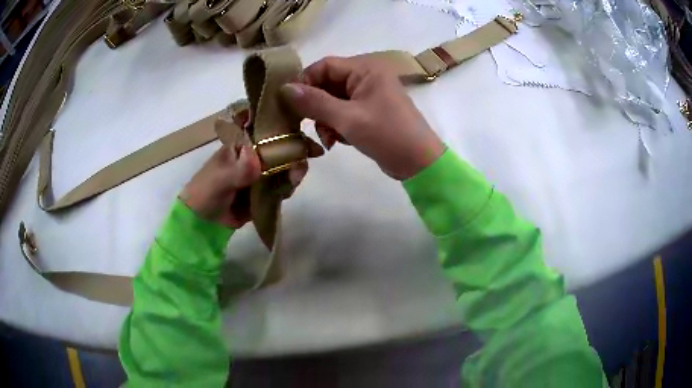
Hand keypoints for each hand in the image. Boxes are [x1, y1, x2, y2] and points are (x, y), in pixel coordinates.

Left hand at [180, 115, 310, 228]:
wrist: (204, 221)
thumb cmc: (206, 191)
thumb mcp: (219, 179)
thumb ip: (238, 171)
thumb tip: (256, 159)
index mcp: (243, 143)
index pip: (266, 126)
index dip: (285, 125)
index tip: (301, 129)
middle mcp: (256, 153)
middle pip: (282, 145)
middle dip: (296, 149)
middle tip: (307, 158)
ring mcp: (263, 172)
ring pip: (286, 165)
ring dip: (294, 170)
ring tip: (294, 179)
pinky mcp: (267, 189)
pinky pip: (283, 185)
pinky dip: (288, 187)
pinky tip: (286, 191)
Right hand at [280, 55, 443, 179]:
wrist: (418, 163)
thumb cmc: (387, 135)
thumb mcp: (348, 118)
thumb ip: (315, 102)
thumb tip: (284, 89)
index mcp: (366, 69)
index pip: (324, 66)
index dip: (305, 82)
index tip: (291, 104)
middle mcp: (366, 77)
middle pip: (327, 83)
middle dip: (316, 106)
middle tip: (309, 126)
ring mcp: (368, 95)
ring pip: (332, 100)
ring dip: (325, 119)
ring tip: (328, 139)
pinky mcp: (368, 111)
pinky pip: (342, 112)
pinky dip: (336, 125)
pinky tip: (337, 141)